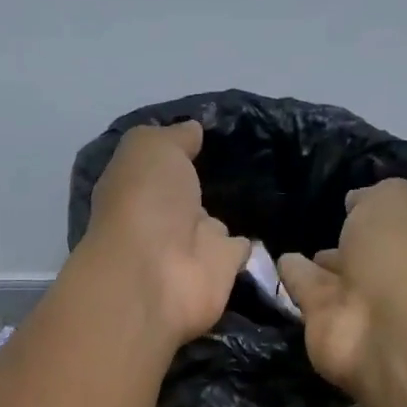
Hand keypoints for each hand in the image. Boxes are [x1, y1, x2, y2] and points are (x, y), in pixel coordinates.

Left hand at [79, 121, 250, 344]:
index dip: (175, 154)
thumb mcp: (149, 149)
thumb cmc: (144, 204)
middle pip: (187, 199)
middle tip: (238, 164)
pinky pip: (240, 250)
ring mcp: (192, 248)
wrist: (158, 277)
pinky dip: (250, 244)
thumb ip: (173, 137)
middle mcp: (162, 221)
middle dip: (203, 187)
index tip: (205, 138)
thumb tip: (193, 129)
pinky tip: (268, 228)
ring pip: (214, 227)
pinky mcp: (222, 271)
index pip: (158, 169)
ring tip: (259, 193)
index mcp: (137, 191)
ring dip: (227, 217)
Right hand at [277, 179, 406, 395]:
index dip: (384, 211)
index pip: (406, 222)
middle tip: (326, 227)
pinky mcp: (326, 321)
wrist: (379, 326)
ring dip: (321, 264)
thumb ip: (373, 195)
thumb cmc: (398, 255)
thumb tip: (355, 202)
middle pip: (370, 253)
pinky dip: (294, 278)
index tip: (357, 200)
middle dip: (353, 243)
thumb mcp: (394, 199)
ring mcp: (360, 301)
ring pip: (336, 274)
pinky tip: (280, 262)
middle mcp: (396, 273)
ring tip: (297, 246)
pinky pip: (306, 290)